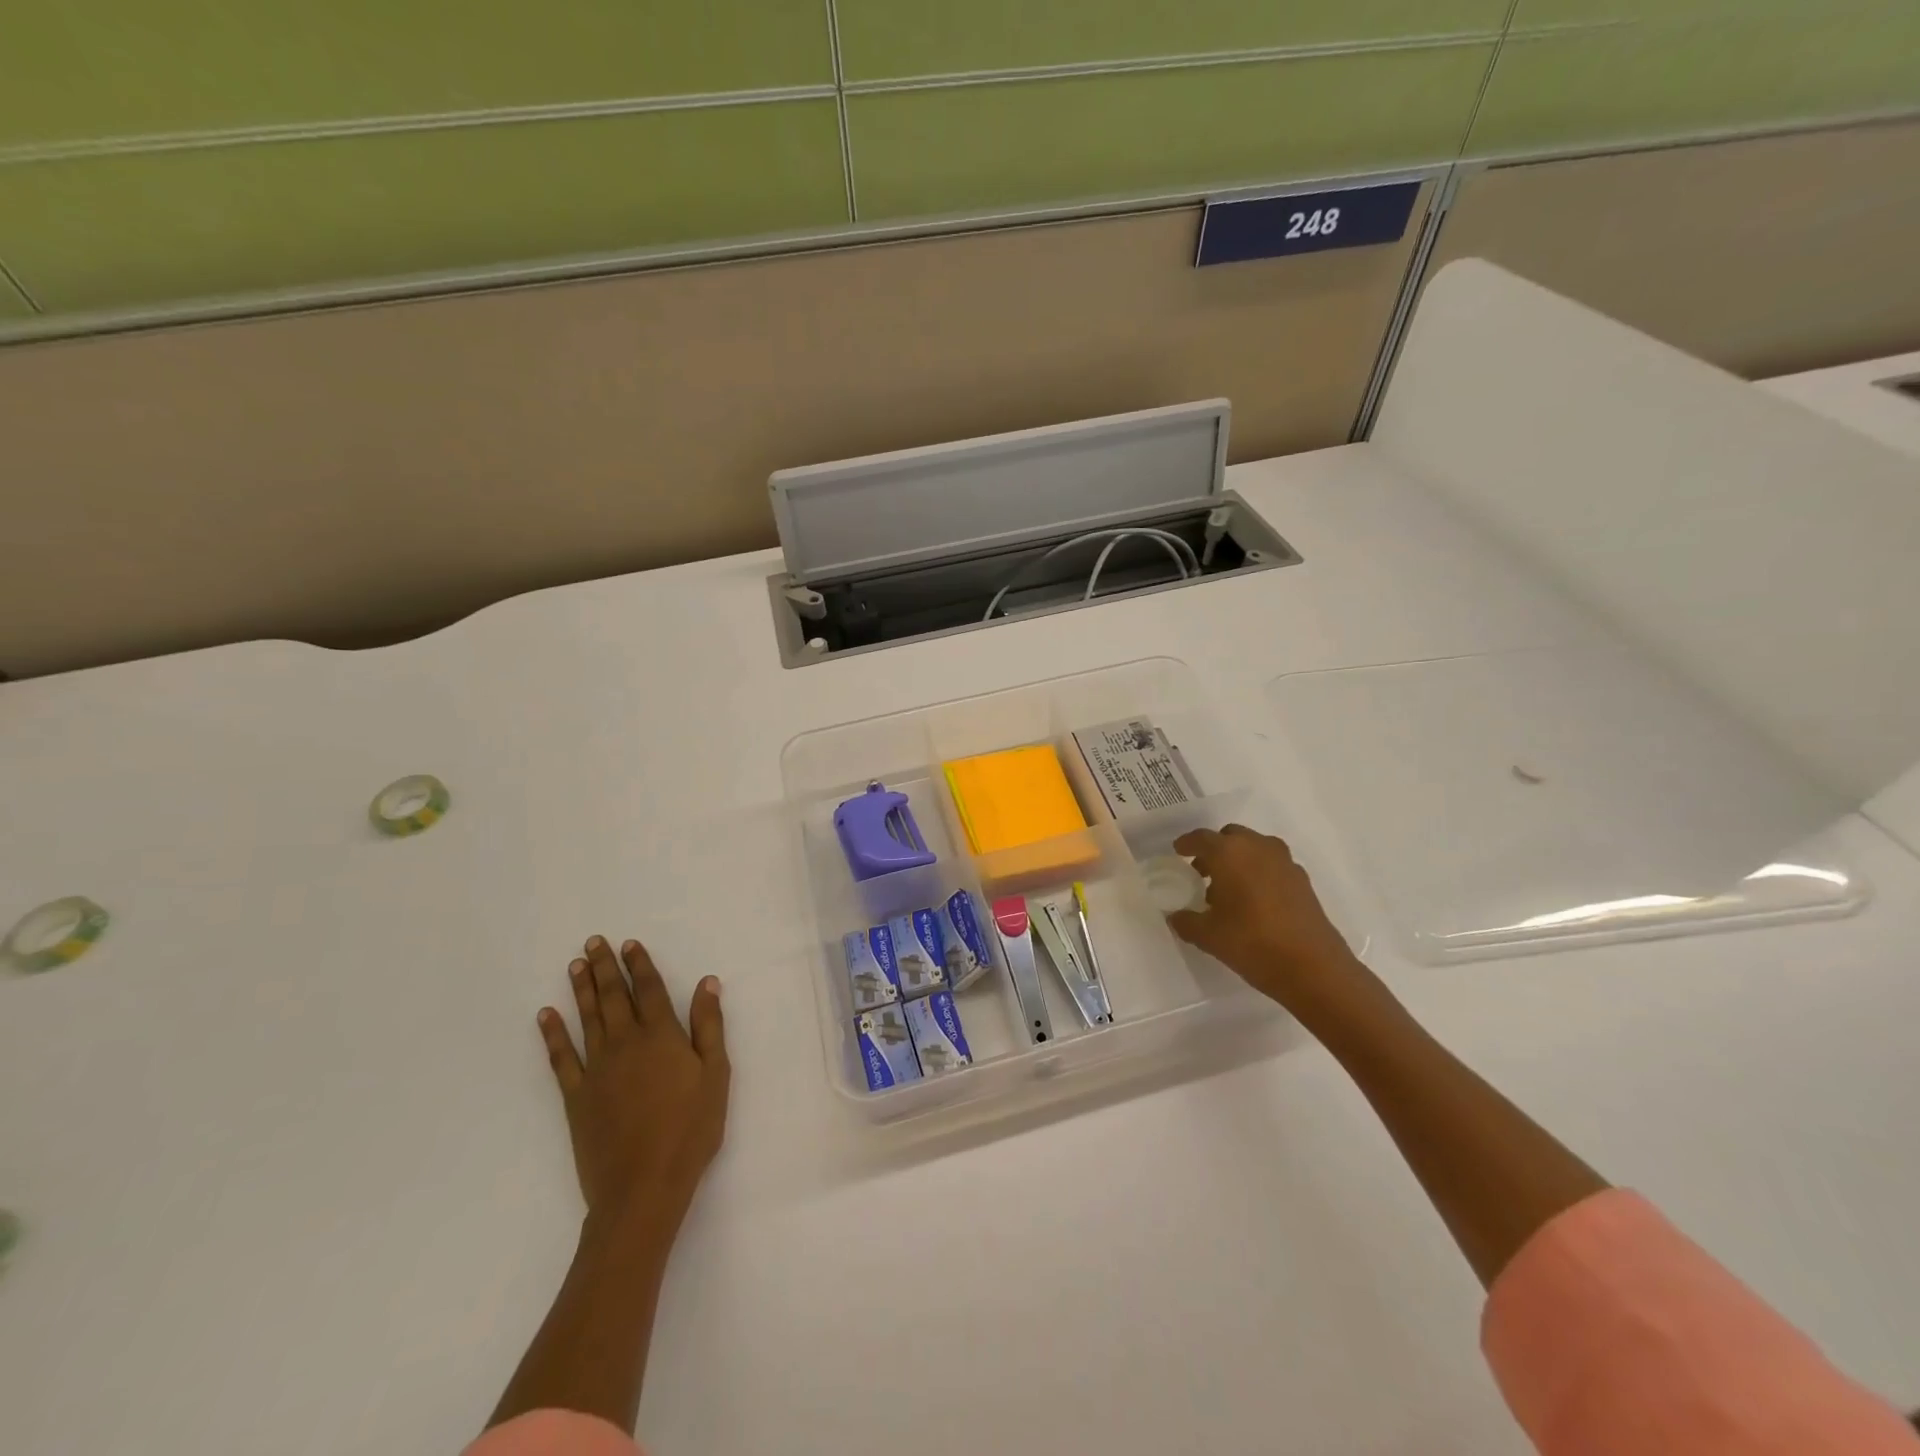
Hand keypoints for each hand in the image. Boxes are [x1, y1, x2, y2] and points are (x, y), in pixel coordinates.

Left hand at [537, 936, 729, 1236]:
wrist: (642, 1187)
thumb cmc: (690, 1129)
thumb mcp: (716, 1075)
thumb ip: (709, 1026)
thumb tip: (707, 982)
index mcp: (661, 1036)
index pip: (650, 989)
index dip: (640, 964)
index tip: (629, 944)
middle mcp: (626, 1043)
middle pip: (614, 996)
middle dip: (604, 967)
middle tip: (593, 942)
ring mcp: (597, 1069)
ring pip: (588, 1018)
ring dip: (582, 989)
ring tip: (575, 966)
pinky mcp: (576, 1096)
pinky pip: (561, 1058)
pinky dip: (552, 1034)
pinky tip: (545, 1016)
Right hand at [1167, 825, 1369, 1016]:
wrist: (1314, 968)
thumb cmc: (1252, 943)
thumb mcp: (1208, 936)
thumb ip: (1186, 921)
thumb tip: (1176, 916)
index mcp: (1229, 853)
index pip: (1201, 838)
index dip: (1187, 844)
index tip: (1178, 851)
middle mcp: (1258, 848)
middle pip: (1231, 837)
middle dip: (1215, 850)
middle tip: (1202, 872)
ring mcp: (1285, 863)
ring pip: (1255, 848)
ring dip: (1239, 860)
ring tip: (1228, 889)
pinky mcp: (1303, 881)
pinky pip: (1272, 866)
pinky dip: (1259, 873)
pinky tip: (1254, 902)